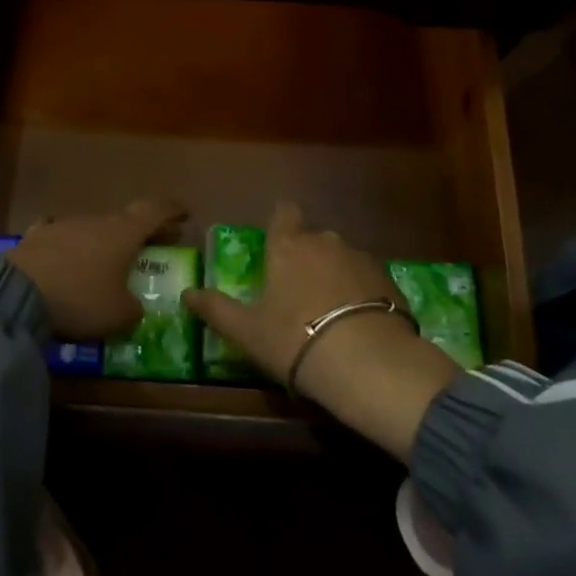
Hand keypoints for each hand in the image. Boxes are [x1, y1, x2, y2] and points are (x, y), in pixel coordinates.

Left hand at [8, 200, 186, 339]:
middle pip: (125, 220)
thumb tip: (133, 306)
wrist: (17, 292)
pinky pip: (62, 238)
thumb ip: (133, 309)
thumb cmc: (80, 299)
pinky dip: (70, 248)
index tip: (184, 214)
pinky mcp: (36, 237)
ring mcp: (63, 225)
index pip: (155, 211)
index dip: (172, 211)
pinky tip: (66, 260)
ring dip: (104, 241)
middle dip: (141, 231)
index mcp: (124, 232)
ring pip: (92, 229)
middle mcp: (96, 221)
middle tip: (154, 243)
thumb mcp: (118, 315)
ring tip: (107, 261)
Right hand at [183, 202, 458, 460]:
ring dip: (335, 275)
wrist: (367, 362)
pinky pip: (368, 280)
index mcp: (287, 246)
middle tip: (299, 293)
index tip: (277, 243)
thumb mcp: (247, 331)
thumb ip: (216, 309)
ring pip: (342, 258)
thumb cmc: (295, 340)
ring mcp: (360, 258)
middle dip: (307, 257)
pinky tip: (359, 323)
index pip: (284, 213)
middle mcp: (324, 241)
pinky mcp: (389, 280)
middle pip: (313, 238)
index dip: (281, 222)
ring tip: (332, 313)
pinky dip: (362, 293)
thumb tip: (186, 294)